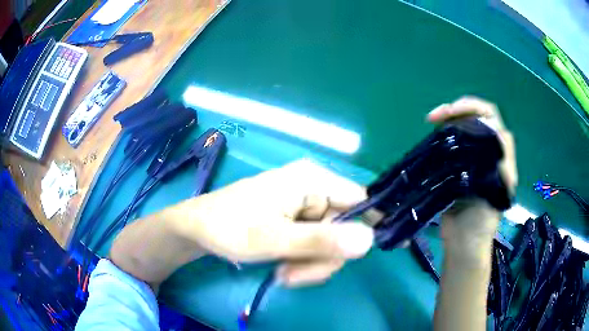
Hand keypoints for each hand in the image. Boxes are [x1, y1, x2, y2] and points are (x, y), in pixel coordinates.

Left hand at [176, 159, 373, 285]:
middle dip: (325, 257)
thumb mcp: (273, 239)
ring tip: (284, 274)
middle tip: (296, 274)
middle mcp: (314, 188)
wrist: (198, 229)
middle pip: (345, 227)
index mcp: (312, 180)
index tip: (351, 258)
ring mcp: (305, 205)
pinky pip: (315, 243)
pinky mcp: (296, 219)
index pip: (359, 201)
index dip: (363, 229)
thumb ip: (320, 240)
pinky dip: (304, 261)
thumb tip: (370, 240)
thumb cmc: (229, 227)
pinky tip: (283, 268)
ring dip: (312, 264)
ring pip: (331, 240)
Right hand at [427, 97, 516, 254]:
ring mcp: (472, 157)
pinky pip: (451, 142)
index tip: (451, 114)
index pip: (491, 118)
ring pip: (462, 126)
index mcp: (501, 156)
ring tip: (431, 122)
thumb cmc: (482, 222)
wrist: (463, 243)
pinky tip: (432, 137)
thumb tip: (493, 136)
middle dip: (456, 109)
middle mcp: (488, 151)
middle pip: (475, 116)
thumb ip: (499, 166)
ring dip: (447, 119)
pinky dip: (441, 135)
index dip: (473, 108)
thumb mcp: (497, 195)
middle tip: (434, 117)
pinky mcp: (457, 165)